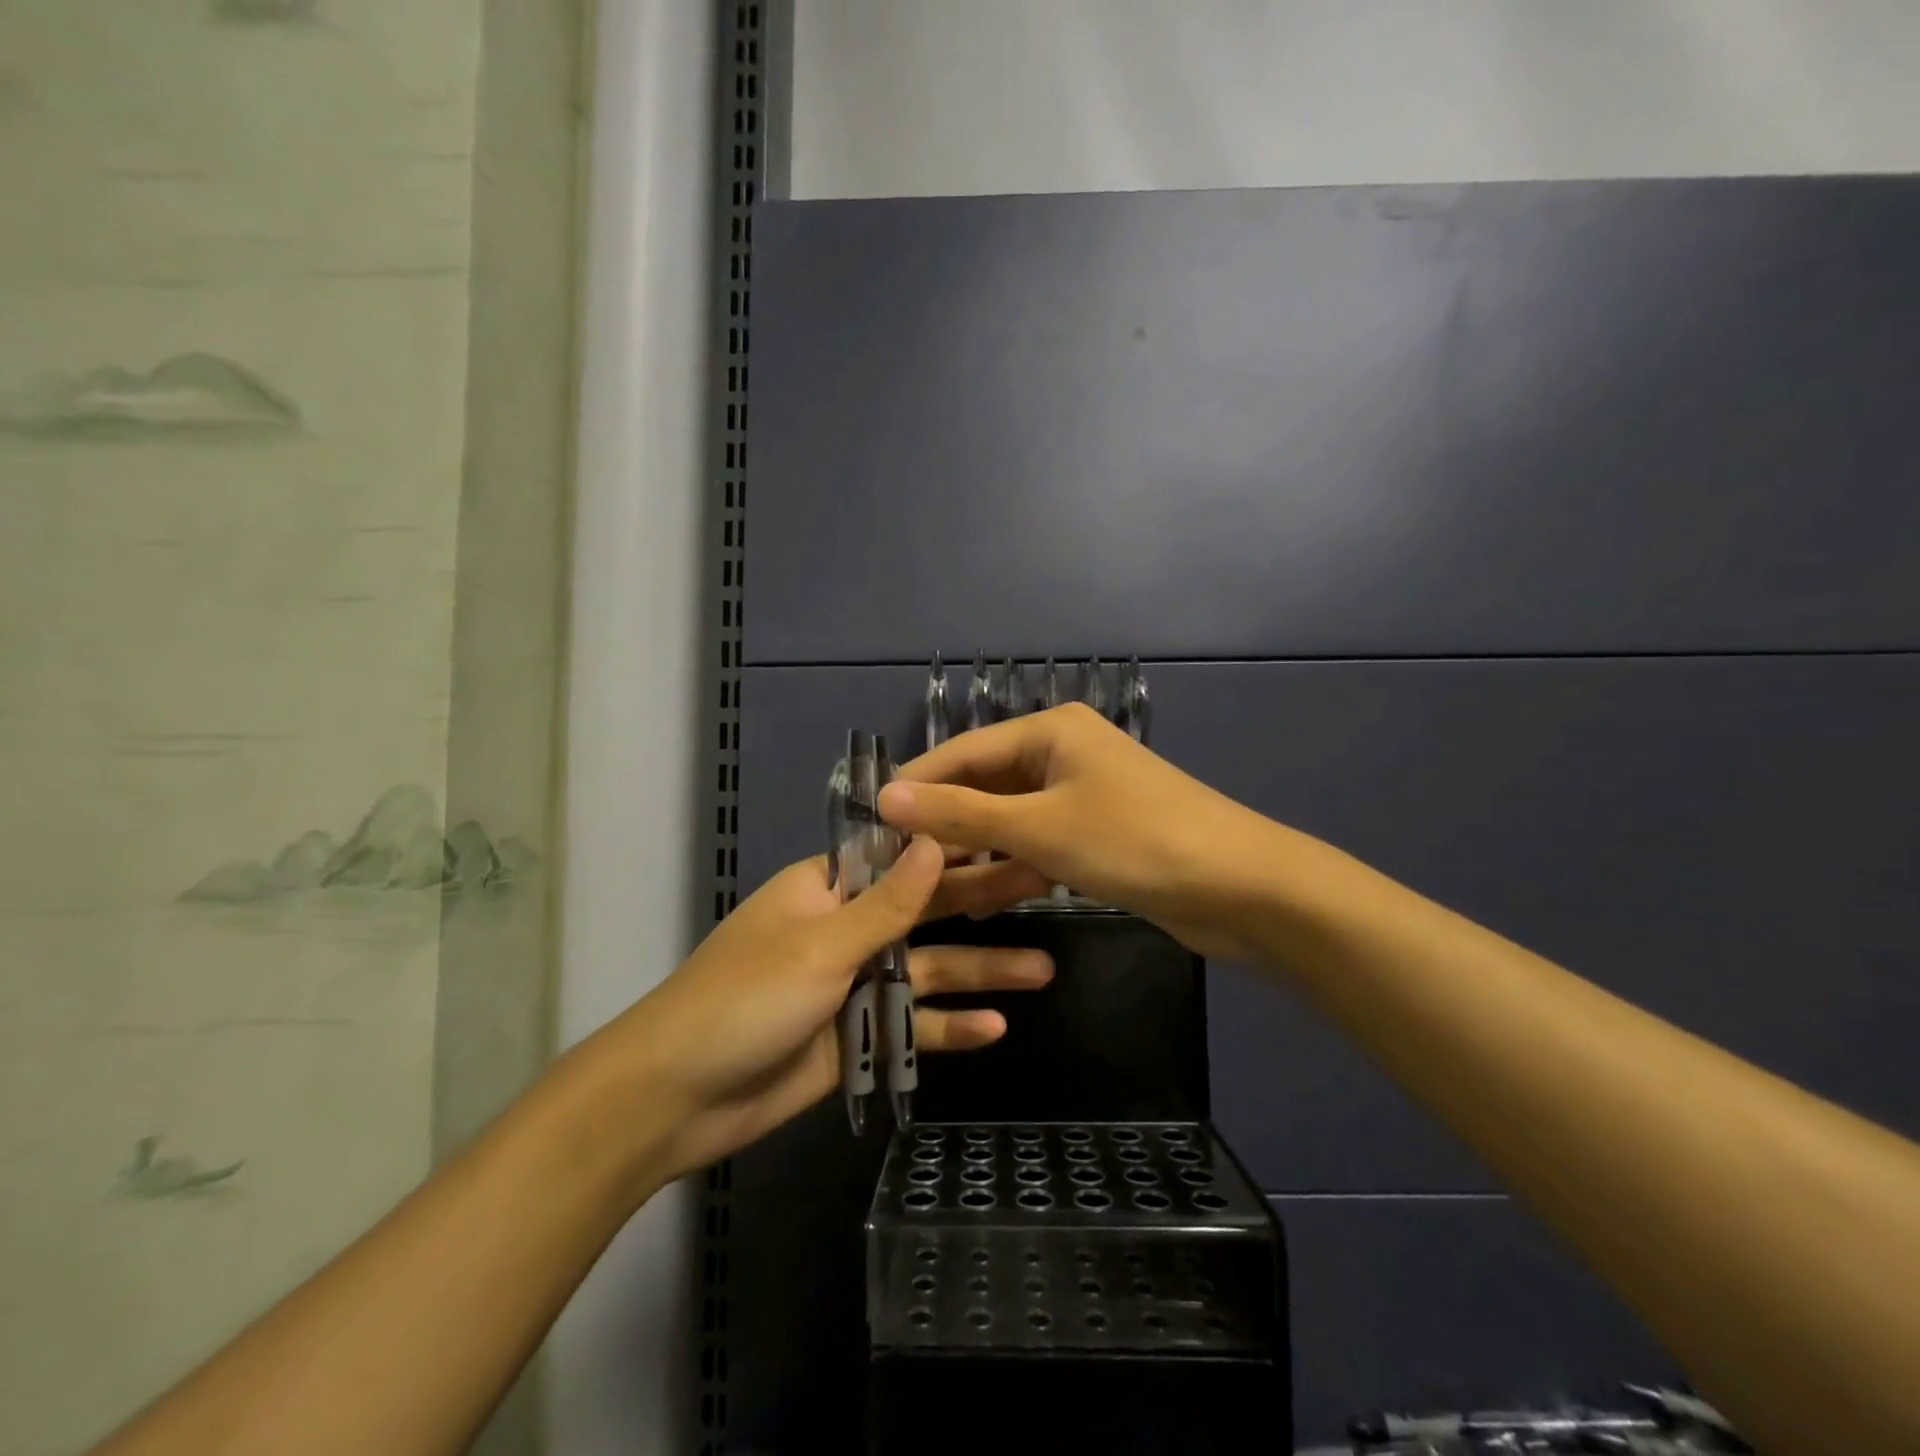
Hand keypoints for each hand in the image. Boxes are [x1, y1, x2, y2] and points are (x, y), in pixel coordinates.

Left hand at [586, 839, 1054, 1184]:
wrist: (676, 1098)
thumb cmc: (744, 1000)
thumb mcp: (820, 946)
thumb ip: (887, 904)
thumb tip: (935, 840)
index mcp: (829, 890)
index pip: (902, 855)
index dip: (955, 844)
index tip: (1009, 832)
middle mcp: (846, 929)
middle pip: (926, 912)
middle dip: (981, 904)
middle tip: (1044, 887)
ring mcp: (853, 985)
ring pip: (928, 971)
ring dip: (981, 972)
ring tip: (1043, 969)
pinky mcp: (857, 1037)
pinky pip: (911, 1025)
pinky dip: (948, 1027)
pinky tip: (995, 1028)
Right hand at [878, 703, 1278, 958]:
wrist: (1240, 887)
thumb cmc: (1133, 841)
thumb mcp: (1038, 827)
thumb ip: (960, 813)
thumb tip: (886, 795)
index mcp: (1050, 730)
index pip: (962, 752)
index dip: (917, 786)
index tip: (870, 824)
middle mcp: (1063, 752)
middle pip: (986, 786)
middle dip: (946, 826)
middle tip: (897, 868)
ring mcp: (1083, 794)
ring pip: (1011, 820)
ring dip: (977, 852)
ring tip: (931, 890)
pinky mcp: (1098, 833)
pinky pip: (1039, 843)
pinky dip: (1013, 867)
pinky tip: (983, 901)